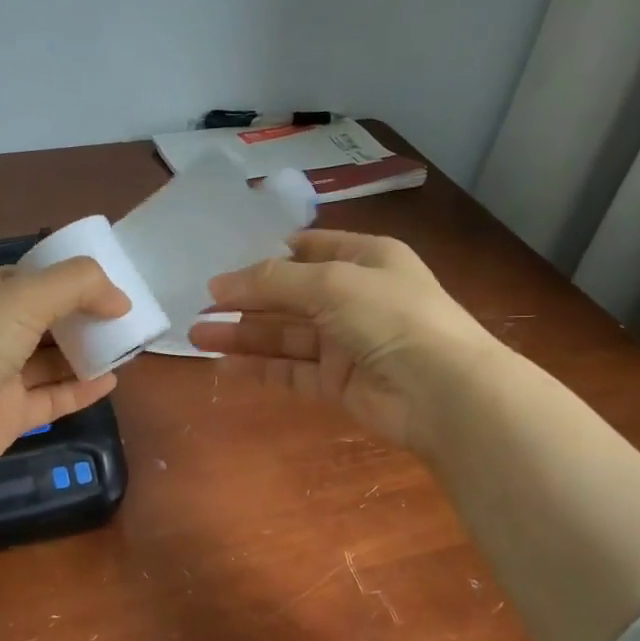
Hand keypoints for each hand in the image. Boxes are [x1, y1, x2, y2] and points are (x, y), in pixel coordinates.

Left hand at [0, 258, 129, 492]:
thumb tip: (120, 299)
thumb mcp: (25, 296)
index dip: (71, 280)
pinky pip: (51, 398)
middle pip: (44, 320)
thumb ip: (77, 285)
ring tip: (127, 346)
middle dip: (83, 318)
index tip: (111, 286)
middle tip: (126, 318)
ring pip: (50, 361)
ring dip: (85, 353)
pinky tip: (111, 381)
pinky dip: (80, 390)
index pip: (31, 278)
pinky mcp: (7, 415)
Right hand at [189, 230, 493, 452]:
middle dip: (245, 299)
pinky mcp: (337, 383)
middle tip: (199, 305)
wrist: (442, 392)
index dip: (270, 254)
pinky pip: (290, 370)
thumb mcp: (331, 283)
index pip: (311, 248)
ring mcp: (346, 342)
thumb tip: (219, 284)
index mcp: (366, 259)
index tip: (227, 264)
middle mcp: (355, 297)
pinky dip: (259, 367)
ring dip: (243, 334)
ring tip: (196, 334)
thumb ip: (273, 281)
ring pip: (285, 335)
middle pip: (290, 294)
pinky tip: (223, 363)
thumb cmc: (390, 316)